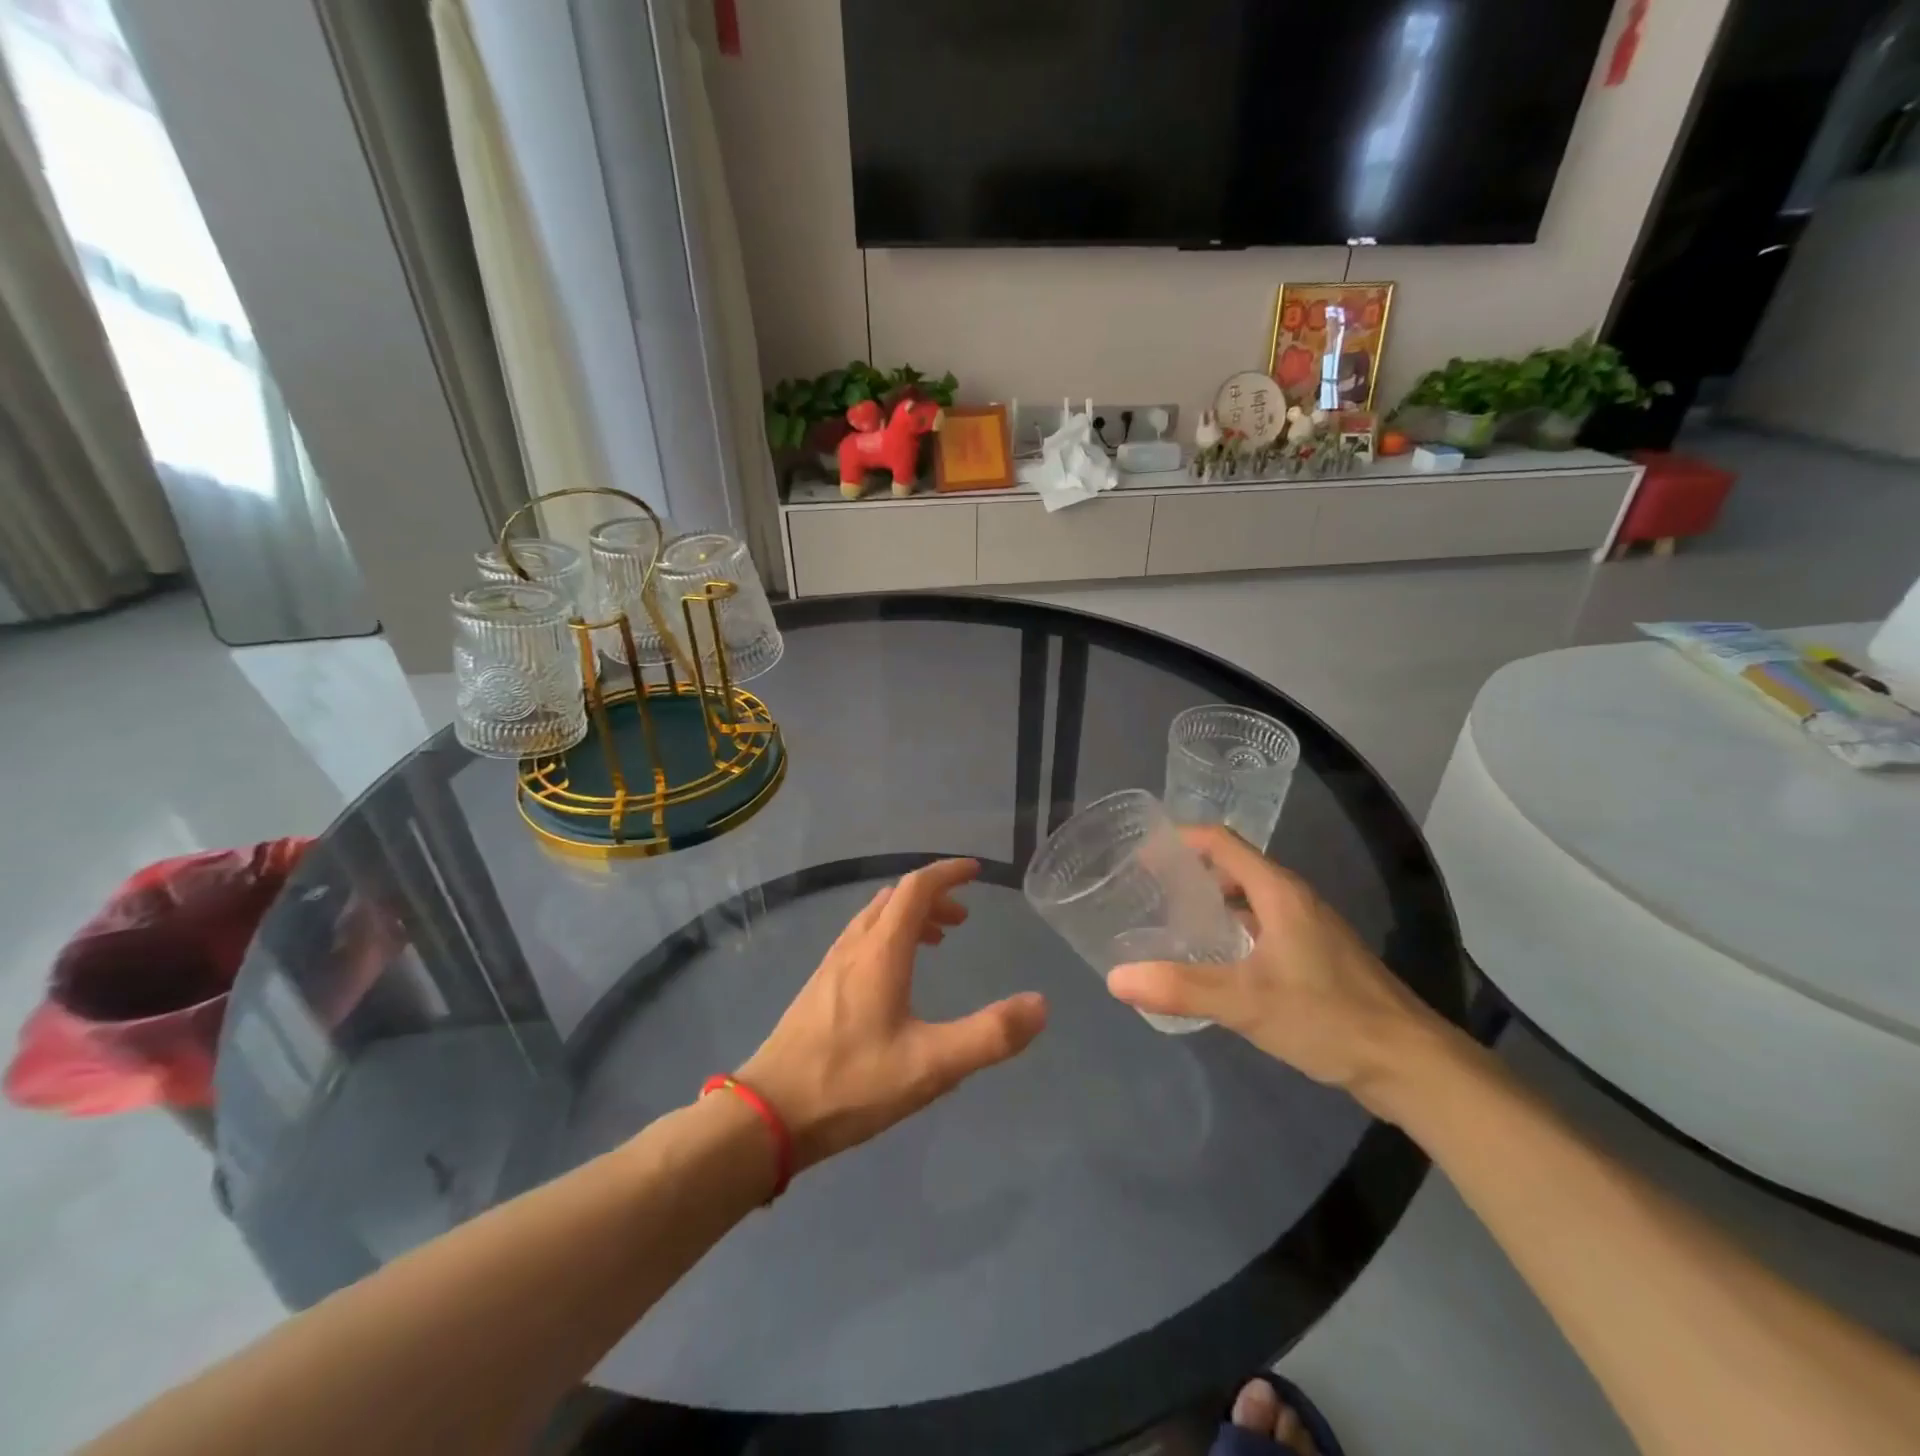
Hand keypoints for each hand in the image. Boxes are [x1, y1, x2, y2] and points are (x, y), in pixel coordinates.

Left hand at [737, 859, 1047, 1171]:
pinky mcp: (818, 988)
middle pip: (895, 899)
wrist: (768, 1115)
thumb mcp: (931, 1065)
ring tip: (937, 941)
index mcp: (881, 952)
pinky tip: (894, 977)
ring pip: (874, 919)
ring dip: (909, 917)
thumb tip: (1040, 1005)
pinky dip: (888, 937)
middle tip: (964, 919)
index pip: (916, 889)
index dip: (947, 873)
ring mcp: (831, 966)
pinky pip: (860, 940)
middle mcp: (854, 947)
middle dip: (933, 897)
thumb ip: (989, 1036)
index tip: (976, 871)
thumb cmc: (852, 1083)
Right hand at [1105, 826, 1453, 1113]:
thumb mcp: (1246, 1001)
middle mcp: (1293, 900)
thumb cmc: (1327, 1017)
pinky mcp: (1317, 958)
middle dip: (1189, 874)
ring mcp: (1309, 929)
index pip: (1222, 842)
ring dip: (1211, 905)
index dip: (1181, 838)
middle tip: (1146, 892)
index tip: (1141, 852)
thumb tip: (1115, 978)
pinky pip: (1263, 928)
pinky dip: (1232, 932)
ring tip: (1169, 925)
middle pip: (1233, 868)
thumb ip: (1179, 987)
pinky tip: (1214, 963)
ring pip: (1249, 901)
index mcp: (1278, 892)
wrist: (1411, 1064)